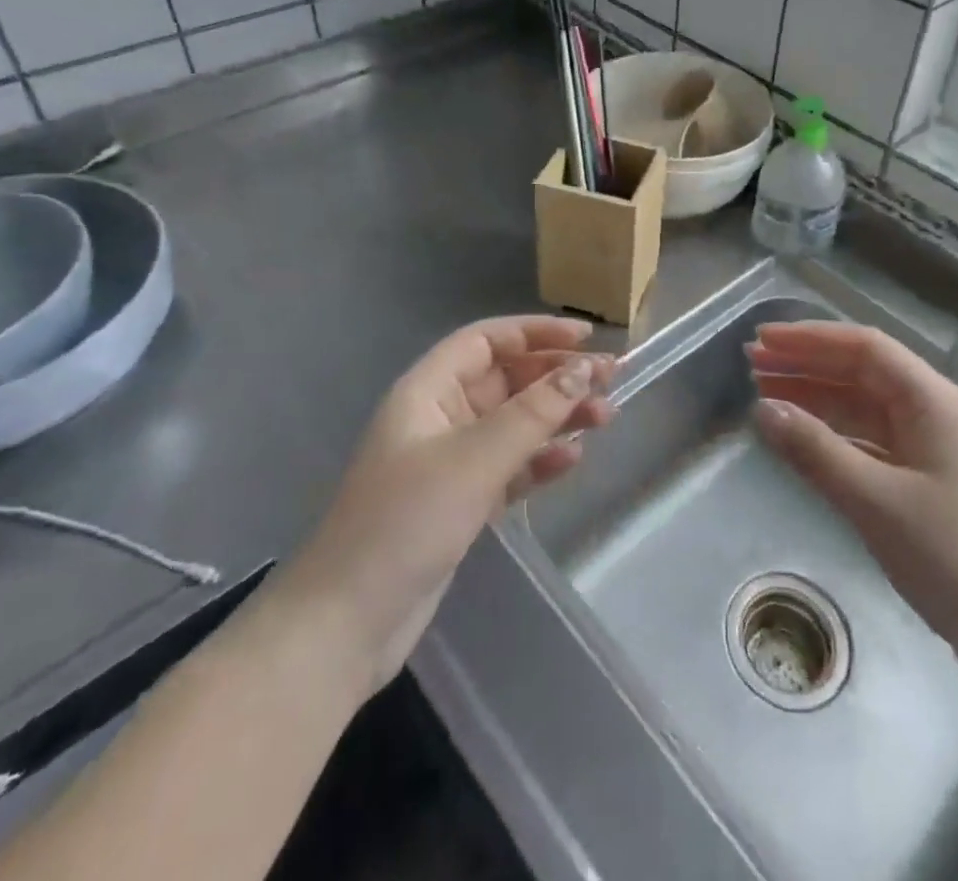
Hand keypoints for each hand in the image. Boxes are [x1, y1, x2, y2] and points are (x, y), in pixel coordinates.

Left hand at [281, 316, 614, 697]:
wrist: (345, 625)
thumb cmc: (406, 522)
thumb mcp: (475, 459)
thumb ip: (533, 413)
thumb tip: (584, 370)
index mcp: (428, 390)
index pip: (486, 341)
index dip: (535, 332)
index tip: (586, 338)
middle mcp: (439, 416)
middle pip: (506, 380)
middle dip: (557, 376)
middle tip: (612, 379)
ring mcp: (449, 462)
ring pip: (513, 424)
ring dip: (556, 417)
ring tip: (606, 418)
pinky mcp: (460, 502)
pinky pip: (509, 466)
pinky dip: (539, 460)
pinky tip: (572, 460)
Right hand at [748, 322, 957, 685]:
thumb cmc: (956, 560)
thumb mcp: (876, 502)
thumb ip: (815, 451)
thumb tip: (762, 409)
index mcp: (932, 400)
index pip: (863, 347)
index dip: (808, 338)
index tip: (761, 339)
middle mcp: (936, 412)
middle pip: (863, 371)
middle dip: (807, 364)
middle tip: (752, 364)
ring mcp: (936, 448)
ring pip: (866, 407)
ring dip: (817, 399)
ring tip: (766, 396)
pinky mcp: (932, 482)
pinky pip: (874, 442)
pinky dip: (836, 436)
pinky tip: (806, 442)